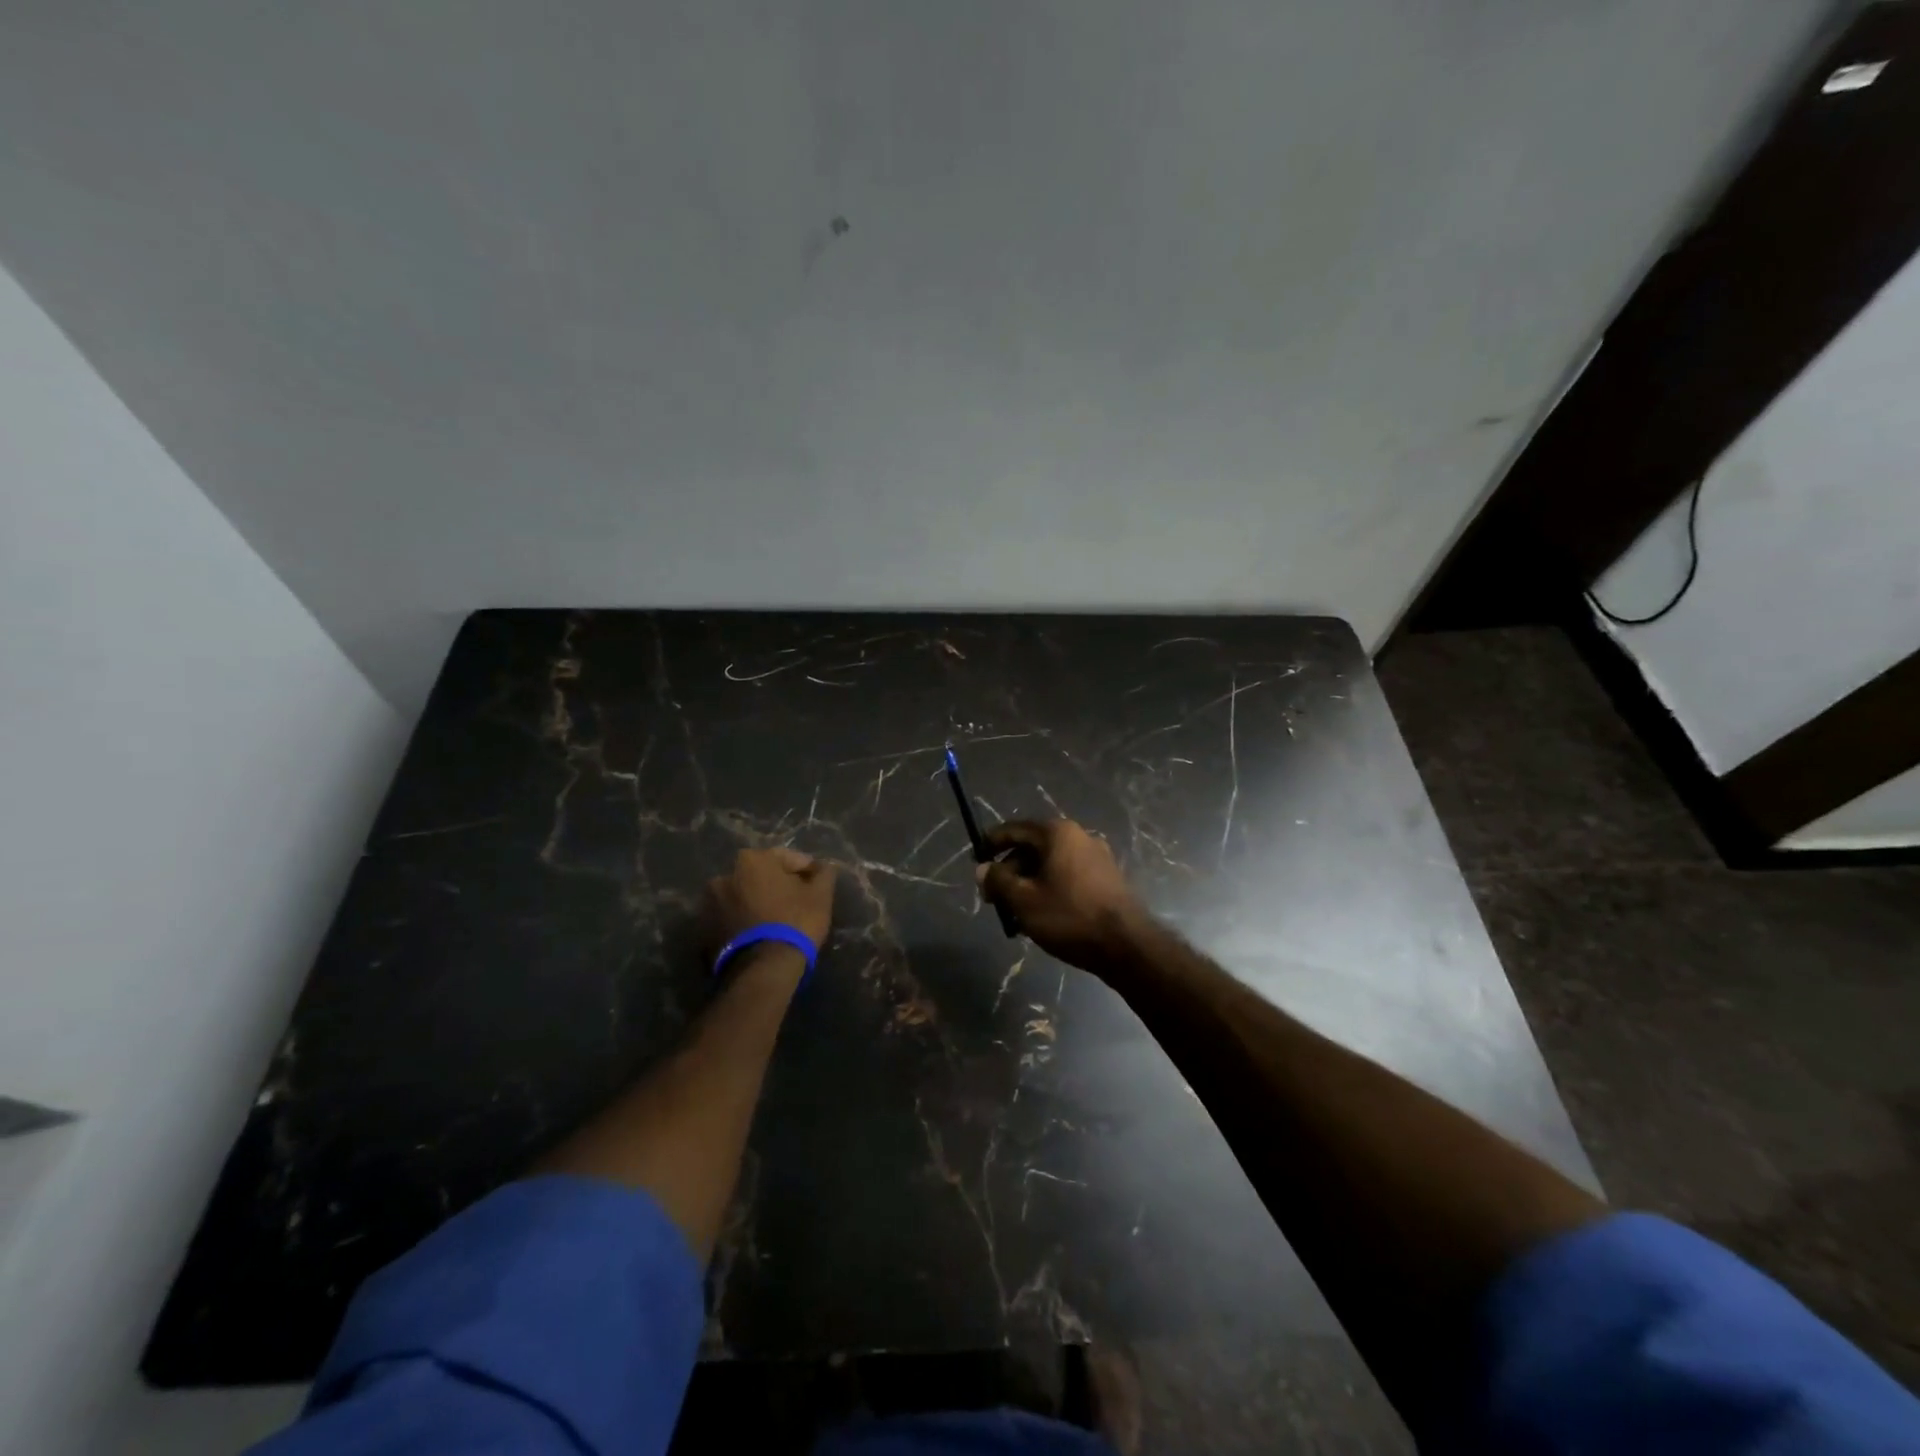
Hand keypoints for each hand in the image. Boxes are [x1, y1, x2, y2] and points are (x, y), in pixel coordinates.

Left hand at [706, 847, 836, 955]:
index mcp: (751, 860)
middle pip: (760, 876)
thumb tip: (823, 866)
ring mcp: (709, 904)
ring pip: (743, 898)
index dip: (805, 870)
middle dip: (776, 885)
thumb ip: (823, 873)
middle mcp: (724, 876)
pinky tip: (759, 934)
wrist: (763, 969)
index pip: (786, 858)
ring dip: (757, 903)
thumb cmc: (795, 922)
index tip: (817, 885)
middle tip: (796, 902)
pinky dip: (743, 922)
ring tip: (775, 922)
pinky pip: (730, 919)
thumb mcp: (820, 895)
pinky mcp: (703, 931)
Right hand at [977, 820, 1147, 974]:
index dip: (991, 844)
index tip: (975, 860)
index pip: (1015, 829)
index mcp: (1058, 833)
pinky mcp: (1107, 878)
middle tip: (993, 897)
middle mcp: (1079, 836)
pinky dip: (1050, 889)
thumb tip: (982, 869)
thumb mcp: (1024, 900)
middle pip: (1033, 847)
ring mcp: (1097, 857)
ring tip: (1015, 913)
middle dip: (1010, 870)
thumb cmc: (1069, 916)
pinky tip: (1042, 915)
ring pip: (1051, 864)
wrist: (1126, 945)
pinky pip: (1068, 876)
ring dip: (1028, 883)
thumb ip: (998, 880)